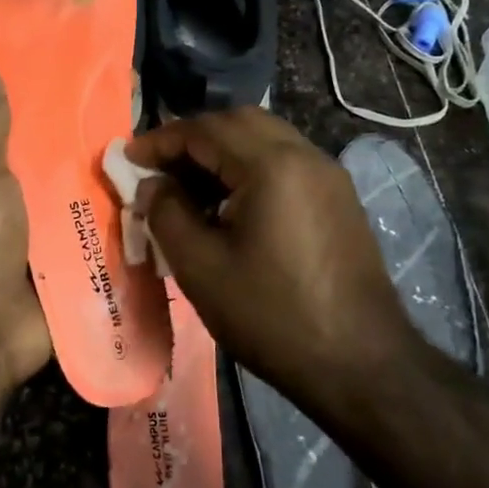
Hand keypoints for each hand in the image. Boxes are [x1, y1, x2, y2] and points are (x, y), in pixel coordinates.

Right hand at [128, 108, 421, 402]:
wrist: (360, 365)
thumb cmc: (271, 316)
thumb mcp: (201, 267)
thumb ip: (166, 214)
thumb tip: (152, 185)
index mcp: (273, 165)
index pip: (205, 130)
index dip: (161, 140)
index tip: (128, 158)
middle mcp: (306, 156)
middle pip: (239, 123)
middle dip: (193, 139)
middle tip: (158, 169)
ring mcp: (329, 176)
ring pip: (265, 140)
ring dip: (222, 153)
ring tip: (187, 190)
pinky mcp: (339, 200)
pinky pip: (286, 164)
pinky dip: (249, 169)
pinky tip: (228, 207)